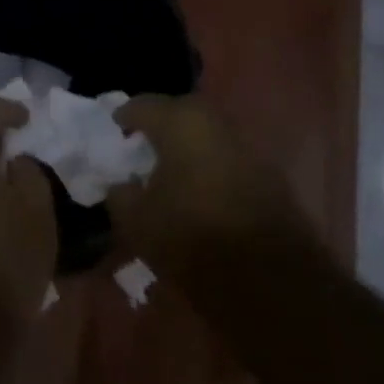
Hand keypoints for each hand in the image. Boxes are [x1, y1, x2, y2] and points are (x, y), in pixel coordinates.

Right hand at [107, 94, 307, 277]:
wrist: (270, 278)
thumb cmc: (191, 237)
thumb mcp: (136, 221)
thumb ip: (120, 193)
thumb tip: (122, 183)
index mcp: (179, 122)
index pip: (141, 105)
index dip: (123, 118)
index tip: (113, 132)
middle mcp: (214, 121)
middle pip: (177, 111)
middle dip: (158, 125)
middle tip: (141, 146)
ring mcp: (245, 143)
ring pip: (205, 132)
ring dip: (187, 144)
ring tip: (170, 168)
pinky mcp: (267, 170)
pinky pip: (226, 155)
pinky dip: (209, 163)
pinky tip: (200, 187)